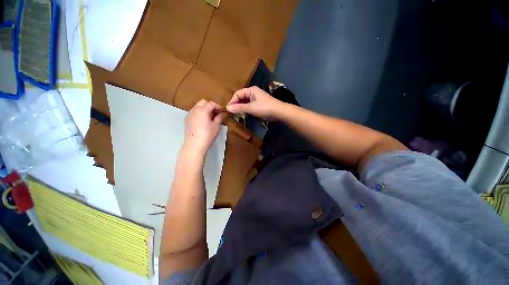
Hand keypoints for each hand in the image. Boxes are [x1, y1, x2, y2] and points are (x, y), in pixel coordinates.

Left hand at [183, 99, 224, 156]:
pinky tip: (203, 122)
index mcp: (202, 110)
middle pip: (203, 102)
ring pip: (197, 107)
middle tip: (215, 114)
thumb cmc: (207, 135)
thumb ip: (220, 118)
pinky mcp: (186, 120)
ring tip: (209, 118)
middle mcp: (194, 110)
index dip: (218, 106)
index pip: (211, 103)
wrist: (194, 145)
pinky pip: (194, 112)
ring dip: (204, 109)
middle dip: (210, 106)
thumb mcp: (216, 126)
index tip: (222, 112)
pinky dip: (199, 113)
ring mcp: (189, 115)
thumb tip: (222, 114)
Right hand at [226, 86, 284, 119]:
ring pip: (245, 102)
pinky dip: (245, 109)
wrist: (278, 112)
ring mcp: (256, 99)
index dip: (232, 101)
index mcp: (251, 90)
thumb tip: (228, 108)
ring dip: (240, 107)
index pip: (238, 94)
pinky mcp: (259, 105)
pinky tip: (242, 113)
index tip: (228, 109)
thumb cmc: (264, 108)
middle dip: (236, 104)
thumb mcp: (250, 108)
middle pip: (241, 97)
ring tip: (235, 113)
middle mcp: (253, 93)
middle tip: (231, 112)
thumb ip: (239, 108)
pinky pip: (249, 105)